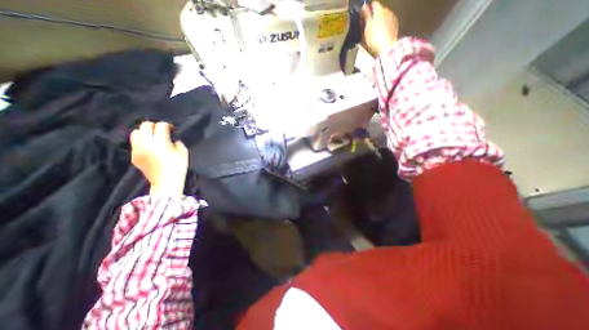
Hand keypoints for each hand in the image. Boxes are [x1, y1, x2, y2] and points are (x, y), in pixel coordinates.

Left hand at [129, 121, 186, 197]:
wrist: (166, 181)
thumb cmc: (178, 166)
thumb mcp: (183, 152)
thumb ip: (177, 142)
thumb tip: (173, 139)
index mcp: (160, 141)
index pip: (161, 126)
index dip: (168, 125)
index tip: (172, 129)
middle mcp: (146, 143)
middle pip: (145, 126)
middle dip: (154, 126)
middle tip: (162, 130)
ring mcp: (137, 150)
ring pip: (136, 133)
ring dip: (145, 132)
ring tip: (153, 137)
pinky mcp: (134, 156)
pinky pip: (135, 143)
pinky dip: (142, 142)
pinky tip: (150, 147)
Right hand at [360, 0, 399, 56]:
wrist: (387, 48)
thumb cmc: (375, 37)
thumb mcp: (367, 27)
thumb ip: (366, 16)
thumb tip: (364, 6)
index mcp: (379, 10)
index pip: (374, 4)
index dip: (368, 8)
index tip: (364, 14)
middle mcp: (388, 11)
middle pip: (380, 10)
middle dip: (374, 16)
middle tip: (368, 25)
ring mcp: (393, 18)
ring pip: (384, 17)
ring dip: (380, 21)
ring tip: (374, 31)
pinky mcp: (395, 26)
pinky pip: (388, 23)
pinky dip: (384, 27)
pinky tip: (380, 34)